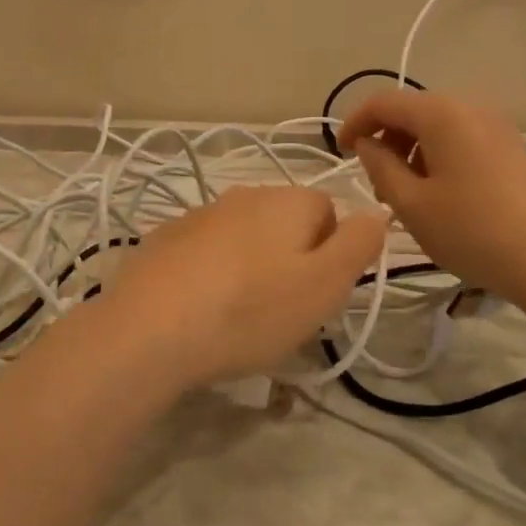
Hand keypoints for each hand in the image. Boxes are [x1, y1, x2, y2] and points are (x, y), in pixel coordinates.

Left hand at [95, 185, 387, 390]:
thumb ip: (359, 243)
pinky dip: (209, 275)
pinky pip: (204, 254)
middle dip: (290, 261)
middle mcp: (244, 194)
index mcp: (288, 200)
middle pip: (285, 224)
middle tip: (280, 310)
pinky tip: (199, 312)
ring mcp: (198, 214)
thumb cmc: (251, 310)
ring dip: (249, 268)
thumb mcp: (325, 285)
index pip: (329, 213)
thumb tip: (376, 211)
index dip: (330, 255)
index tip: (314, 294)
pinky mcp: (163, 240)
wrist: (150, 330)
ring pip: (243, 239)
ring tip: (238, 317)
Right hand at [338, 89, 525, 308]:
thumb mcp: (411, 203)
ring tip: (408, 196)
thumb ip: (379, 166)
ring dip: (412, 152)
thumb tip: (368, 143)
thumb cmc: (472, 231)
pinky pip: (462, 141)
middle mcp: (471, 108)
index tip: (340, 153)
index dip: (355, 123)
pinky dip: (439, 158)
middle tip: (378, 185)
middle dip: (386, 141)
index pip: (384, 103)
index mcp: (442, 114)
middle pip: (413, 112)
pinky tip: (441, 197)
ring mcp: (498, 127)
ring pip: (439, 128)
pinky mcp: (513, 149)